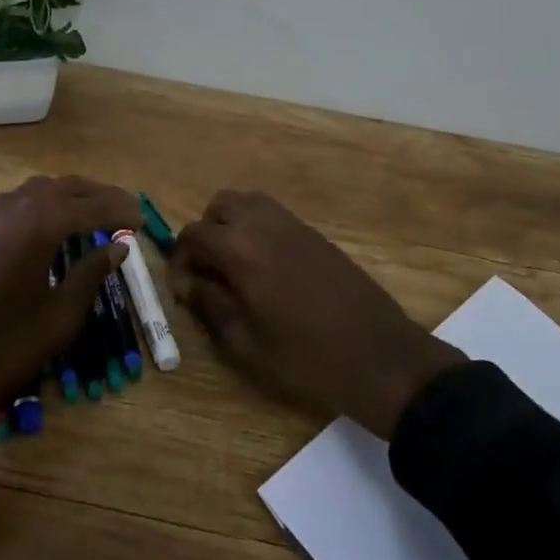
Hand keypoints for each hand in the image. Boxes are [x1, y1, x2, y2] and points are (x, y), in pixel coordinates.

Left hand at [0, 176, 139, 438]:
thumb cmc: (0, 349)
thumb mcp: (57, 319)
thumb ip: (89, 275)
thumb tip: (117, 248)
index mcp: (37, 226)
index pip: (89, 206)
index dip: (118, 210)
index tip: (140, 217)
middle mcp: (10, 209)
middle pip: (62, 187)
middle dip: (96, 194)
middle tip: (122, 208)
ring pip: (33, 191)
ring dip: (66, 195)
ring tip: (89, 211)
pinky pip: (10, 204)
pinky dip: (37, 206)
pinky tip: (45, 226)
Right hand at [171, 190, 460, 439]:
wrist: (379, 356)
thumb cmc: (306, 357)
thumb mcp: (246, 342)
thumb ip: (210, 305)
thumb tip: (188, 283)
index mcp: (241, 250)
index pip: (193, 234)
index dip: (181, 260)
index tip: (185, 289)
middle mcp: (265, 225)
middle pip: (220, 206)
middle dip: (205, 233)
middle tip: (209, 272)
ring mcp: (294, 225)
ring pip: (249, 203)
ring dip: (232, 225)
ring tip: (235, 267)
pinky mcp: (315, 234)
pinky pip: (274, 214)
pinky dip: (258, 228)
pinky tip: (265, 268)